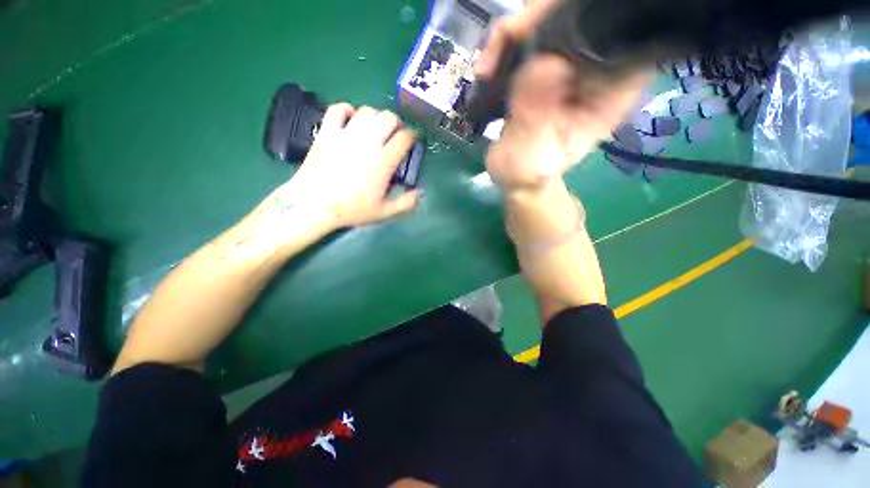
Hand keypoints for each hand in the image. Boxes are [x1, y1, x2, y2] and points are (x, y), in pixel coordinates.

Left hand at [270, 104, 420, 231]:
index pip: (405, 137)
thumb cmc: (352, 209)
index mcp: (384, 161)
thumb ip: (406, 203)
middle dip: (397, 123)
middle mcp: (367, 142)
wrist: (315, 205)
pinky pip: (337, 109)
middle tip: (395, 134)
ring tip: (375, 128)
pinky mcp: (327, 132)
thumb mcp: (384, 212)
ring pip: (367, 110)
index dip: (413, 136)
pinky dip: (347, 110)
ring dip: (376, 116)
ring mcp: (346, 134)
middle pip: (388, 117)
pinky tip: (351, 119)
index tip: (413, 140)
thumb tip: (420, 193)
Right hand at [476, 0, 648, 194]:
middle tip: (508, 39)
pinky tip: (487, 69)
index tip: (546, 25)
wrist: (516, 175)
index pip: (623, 32)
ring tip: (488, 66)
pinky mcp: (546, 64)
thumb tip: (544, 63)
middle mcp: (597, 68)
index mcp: (611, 91)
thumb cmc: (529, 172)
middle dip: (542, 16)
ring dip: (515, 32)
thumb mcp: (531, 155)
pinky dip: (504, 44)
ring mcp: (570, 63)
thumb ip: (537, 117)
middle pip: (583, 14)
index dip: (590, 15)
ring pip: (552, 18)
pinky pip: (529, 35)